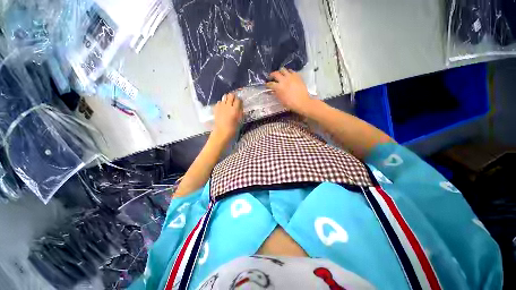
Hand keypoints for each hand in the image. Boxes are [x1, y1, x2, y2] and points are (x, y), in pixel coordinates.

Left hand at [212, 92, 242, 141]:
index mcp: (235, 110)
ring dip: (227, 99)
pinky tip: (223, 107)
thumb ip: (240, 112)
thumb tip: (240, 106)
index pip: (238, 100)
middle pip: (231, 95)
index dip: (240, 101)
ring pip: (225, 97)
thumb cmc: (233, 129)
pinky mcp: (216, 108)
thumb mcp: (240, 121)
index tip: (240, 103)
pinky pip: (219, 102)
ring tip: (228, 103)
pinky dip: (222, 103)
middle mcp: (228, 106)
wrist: (222, 132)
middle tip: (234, 101)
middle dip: (233, 97)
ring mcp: (221, 106)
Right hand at [266, 68, 313, 115]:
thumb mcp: (281, 100)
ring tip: (280, 75)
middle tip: (271, 77)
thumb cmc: (290, 104)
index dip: (267, 84)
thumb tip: (272, 91)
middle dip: (272, 75)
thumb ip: (276, 94)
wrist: (302, 102)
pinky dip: (288, 72)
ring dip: (280, 72)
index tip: (266, 85)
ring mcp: (290, 77)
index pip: (270, 84)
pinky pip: (291, 71)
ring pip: (283, 69)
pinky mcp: (297, 76)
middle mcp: (283, 80)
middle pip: (275, 74)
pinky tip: (288, 75)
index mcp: (278, 87)